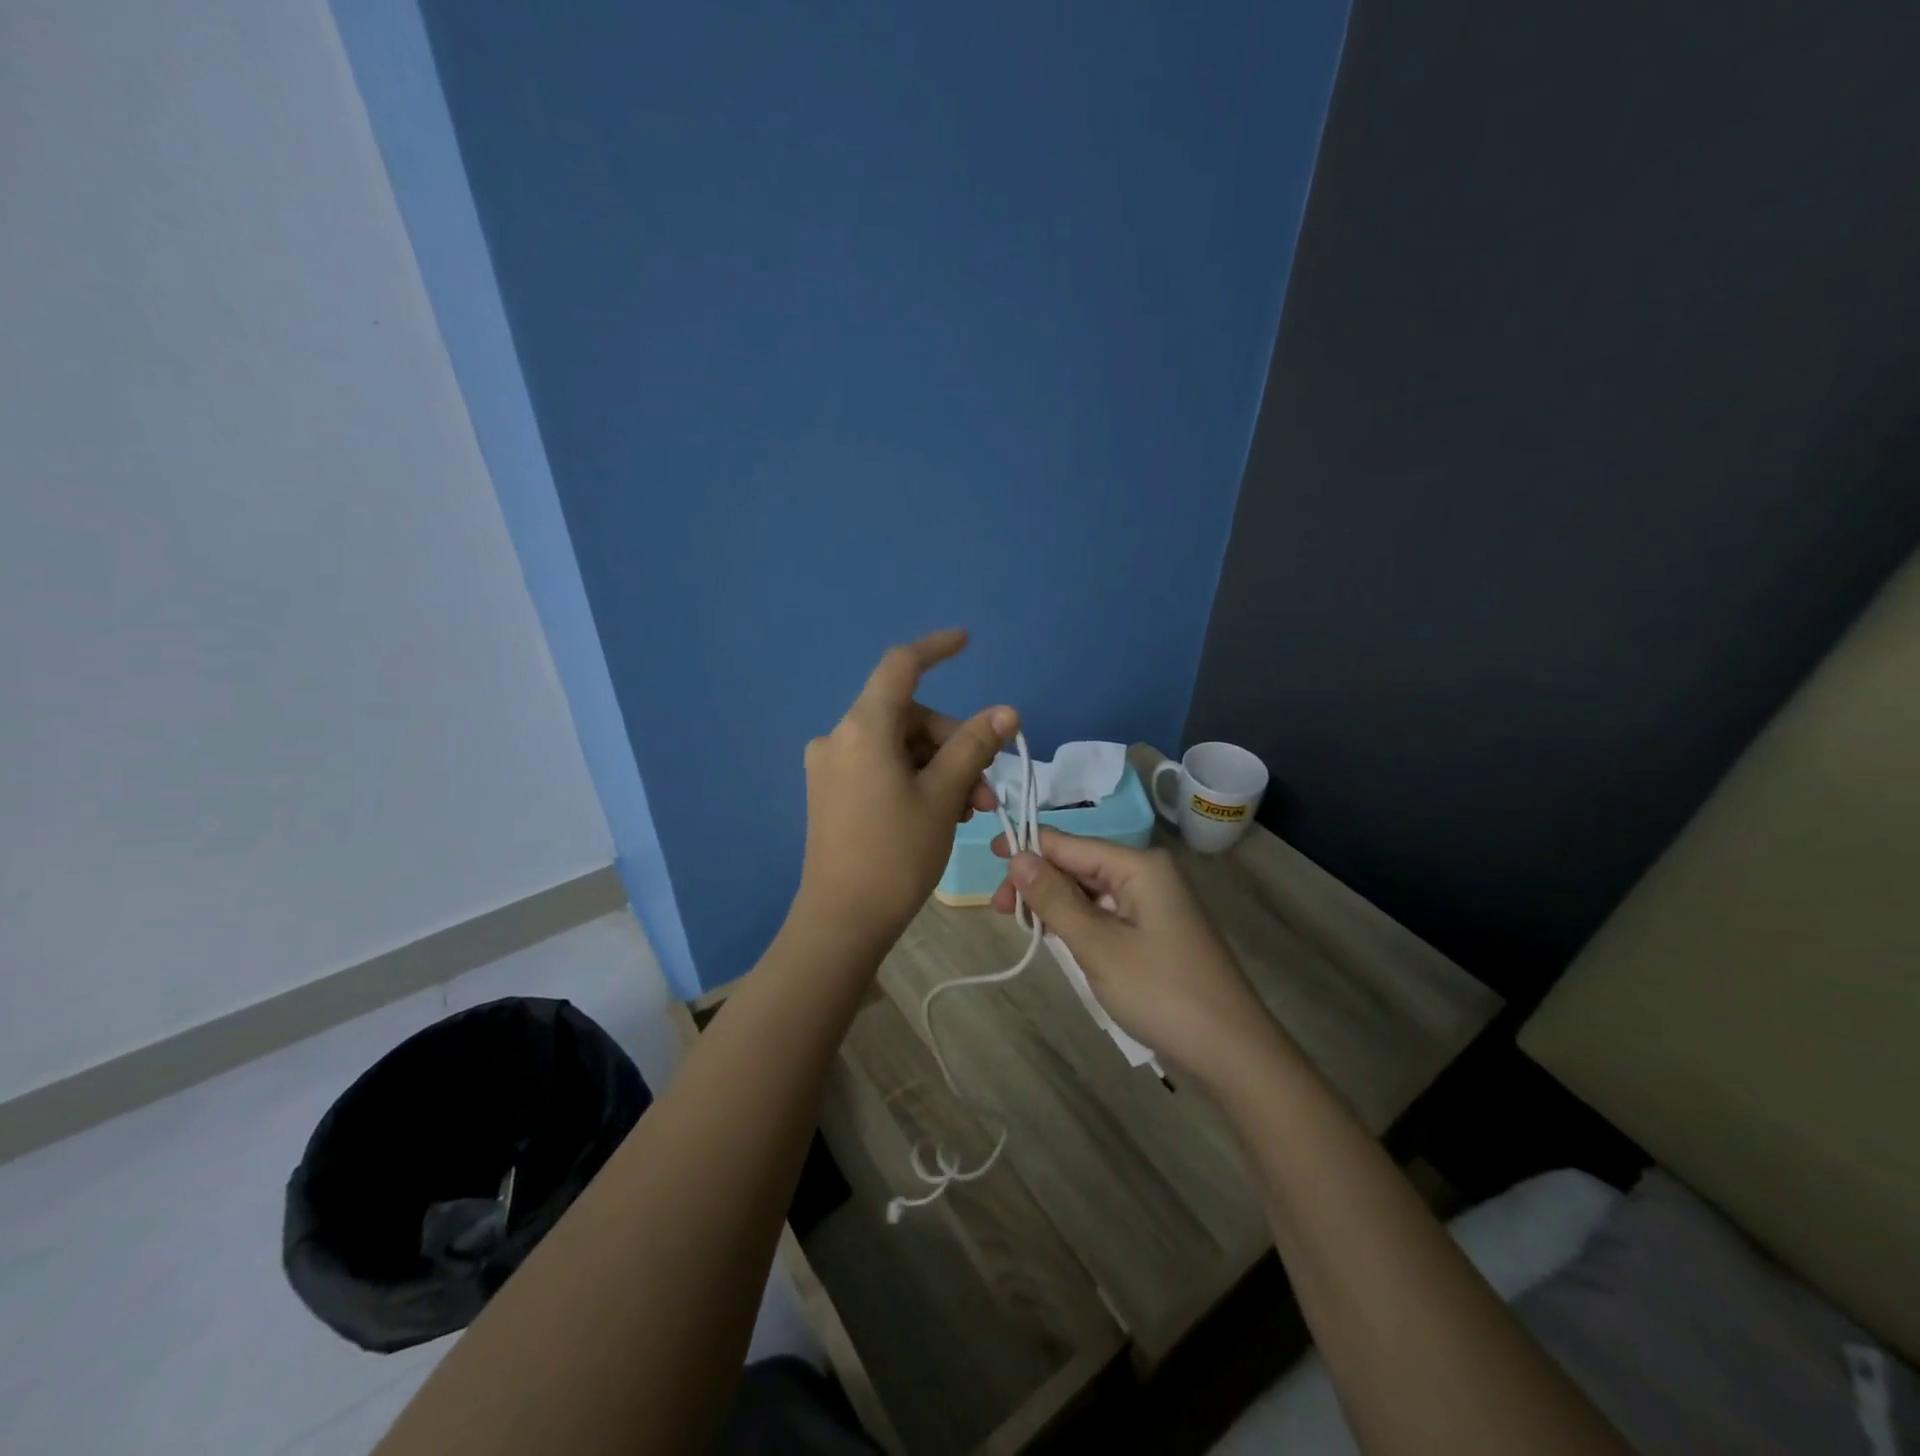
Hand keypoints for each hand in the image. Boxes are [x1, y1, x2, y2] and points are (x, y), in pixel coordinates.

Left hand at [798, 629, 1017, 947]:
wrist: (842, 921)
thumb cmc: (896, 854)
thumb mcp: (944, 796)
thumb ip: (974, 746)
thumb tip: (1006, 711)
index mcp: (862, 728)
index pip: (900, 667)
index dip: (935, 649)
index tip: (966, 641)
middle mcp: (839, 737)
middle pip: (909, 716)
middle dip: (954, 744)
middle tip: (986, 789)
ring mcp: (831, 766)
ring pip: (898, 746)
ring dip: (939, 768)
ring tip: (969, 811)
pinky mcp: (830, 791)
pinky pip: (880, 767)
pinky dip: (914, 779)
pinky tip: (940, 813)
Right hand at [991, 828, 1269, 1075]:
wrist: (1233, 1051)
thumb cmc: (1162, 992)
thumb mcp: (1098, 946)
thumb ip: (1055, 899)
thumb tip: (1018, 856)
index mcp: (1138, 866)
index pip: (1070, 844)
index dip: (1028, 848)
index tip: (987, 860)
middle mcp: (1148, 874)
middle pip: (1079, 865)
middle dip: (1039, 883)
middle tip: (1000, 912)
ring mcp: (1155, 903)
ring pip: (1091, 891)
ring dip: (1057, 906)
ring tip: (1026, 928)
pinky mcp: (1157, 930)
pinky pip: (1107, 913)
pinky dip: (1080, 924)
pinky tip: (1059, 939)